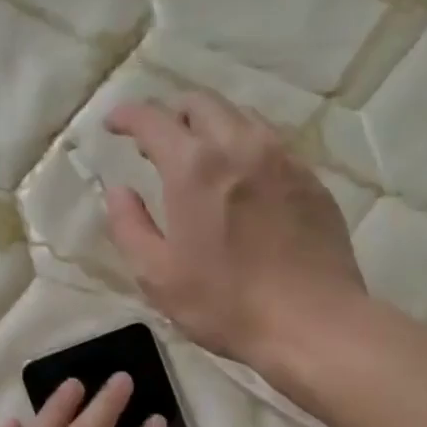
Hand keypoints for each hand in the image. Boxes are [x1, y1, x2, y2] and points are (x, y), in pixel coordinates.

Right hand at [104, 90, 367, 374]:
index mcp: (194, 167)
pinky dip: (246, 147)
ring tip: (201, 156)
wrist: (313, 323)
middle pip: (202, 103)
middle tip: (157, 142)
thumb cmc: (226, 305)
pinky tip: (244, 180)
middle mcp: (240, 146)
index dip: (127, 116)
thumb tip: (119, 190)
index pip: (153, 119)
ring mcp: (283, 159)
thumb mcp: (157, 276)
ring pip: (241, 116)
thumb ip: (129, 226)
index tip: (113, 124)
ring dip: (212, 125)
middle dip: (172, 113)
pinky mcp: (311, 179)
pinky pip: (272, 144)